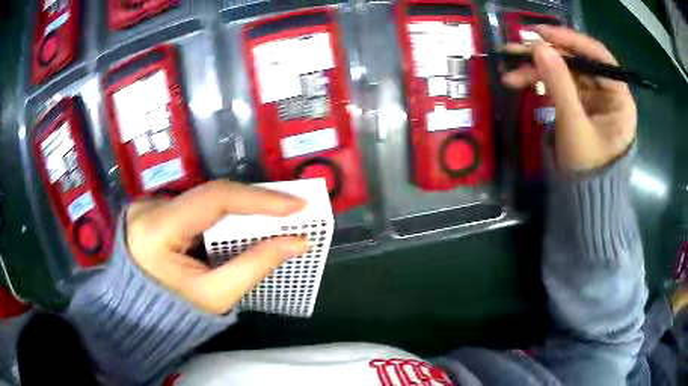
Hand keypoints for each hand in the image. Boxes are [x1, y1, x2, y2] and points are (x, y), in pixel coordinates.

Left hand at [125, 181, 309, 314]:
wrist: (141, 317)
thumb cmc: (176, 314)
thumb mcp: (216, 296)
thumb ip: (256, 265)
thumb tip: (298, 241)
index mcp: (157, 230)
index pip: (214, 200)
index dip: (259, 199)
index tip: (297, 204)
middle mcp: (149, 208)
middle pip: (210, 195)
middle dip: (253, 202)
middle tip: (291, 208)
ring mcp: (149, 205)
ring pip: (204, 198)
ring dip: (239, 207)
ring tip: (273, 214)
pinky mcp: (153, 209)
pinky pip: (195, 205)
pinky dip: (221, 214)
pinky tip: (241, 222)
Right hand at [502, 25, 636, 172]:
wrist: (584, 201)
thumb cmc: (588, 171)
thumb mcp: (574, 127)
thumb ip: (559, 85)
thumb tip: (538, 47)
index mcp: (620, 99)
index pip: (599, 57)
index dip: (571, 41)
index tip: (541, 33)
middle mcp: (609, 93)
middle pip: (578, 62)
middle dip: (547, 55)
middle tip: (516, 50)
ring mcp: (594, 98)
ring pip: (566, 71)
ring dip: (538, 69)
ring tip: (510, 72)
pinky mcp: (581, 104)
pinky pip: (560, 84)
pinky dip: (541, 81)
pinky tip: (520, 81)